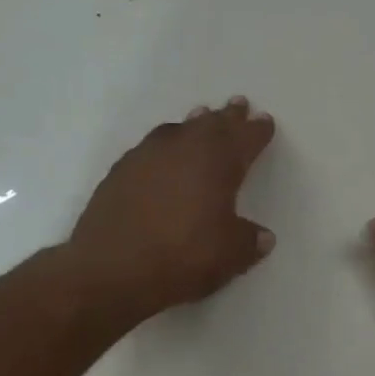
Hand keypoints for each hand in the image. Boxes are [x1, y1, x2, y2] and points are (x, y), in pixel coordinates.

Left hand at [69, 96, 276, 325]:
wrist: (110, 270)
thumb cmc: (182, 257)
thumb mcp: (229, 256)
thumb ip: (249, 241)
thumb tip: (262, 236)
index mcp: (216, 163)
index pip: (244, 140)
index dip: (257, 131)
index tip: (265, 122)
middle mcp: (182, 149)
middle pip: (211, 125)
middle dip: (228, 117)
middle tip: (238, 105)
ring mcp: (146, 157)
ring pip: (178, 130)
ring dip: (195, 124)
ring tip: (202, 118)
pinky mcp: (120, 173)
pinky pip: (151, 147)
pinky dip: (166, 145)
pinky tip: (164, 155)